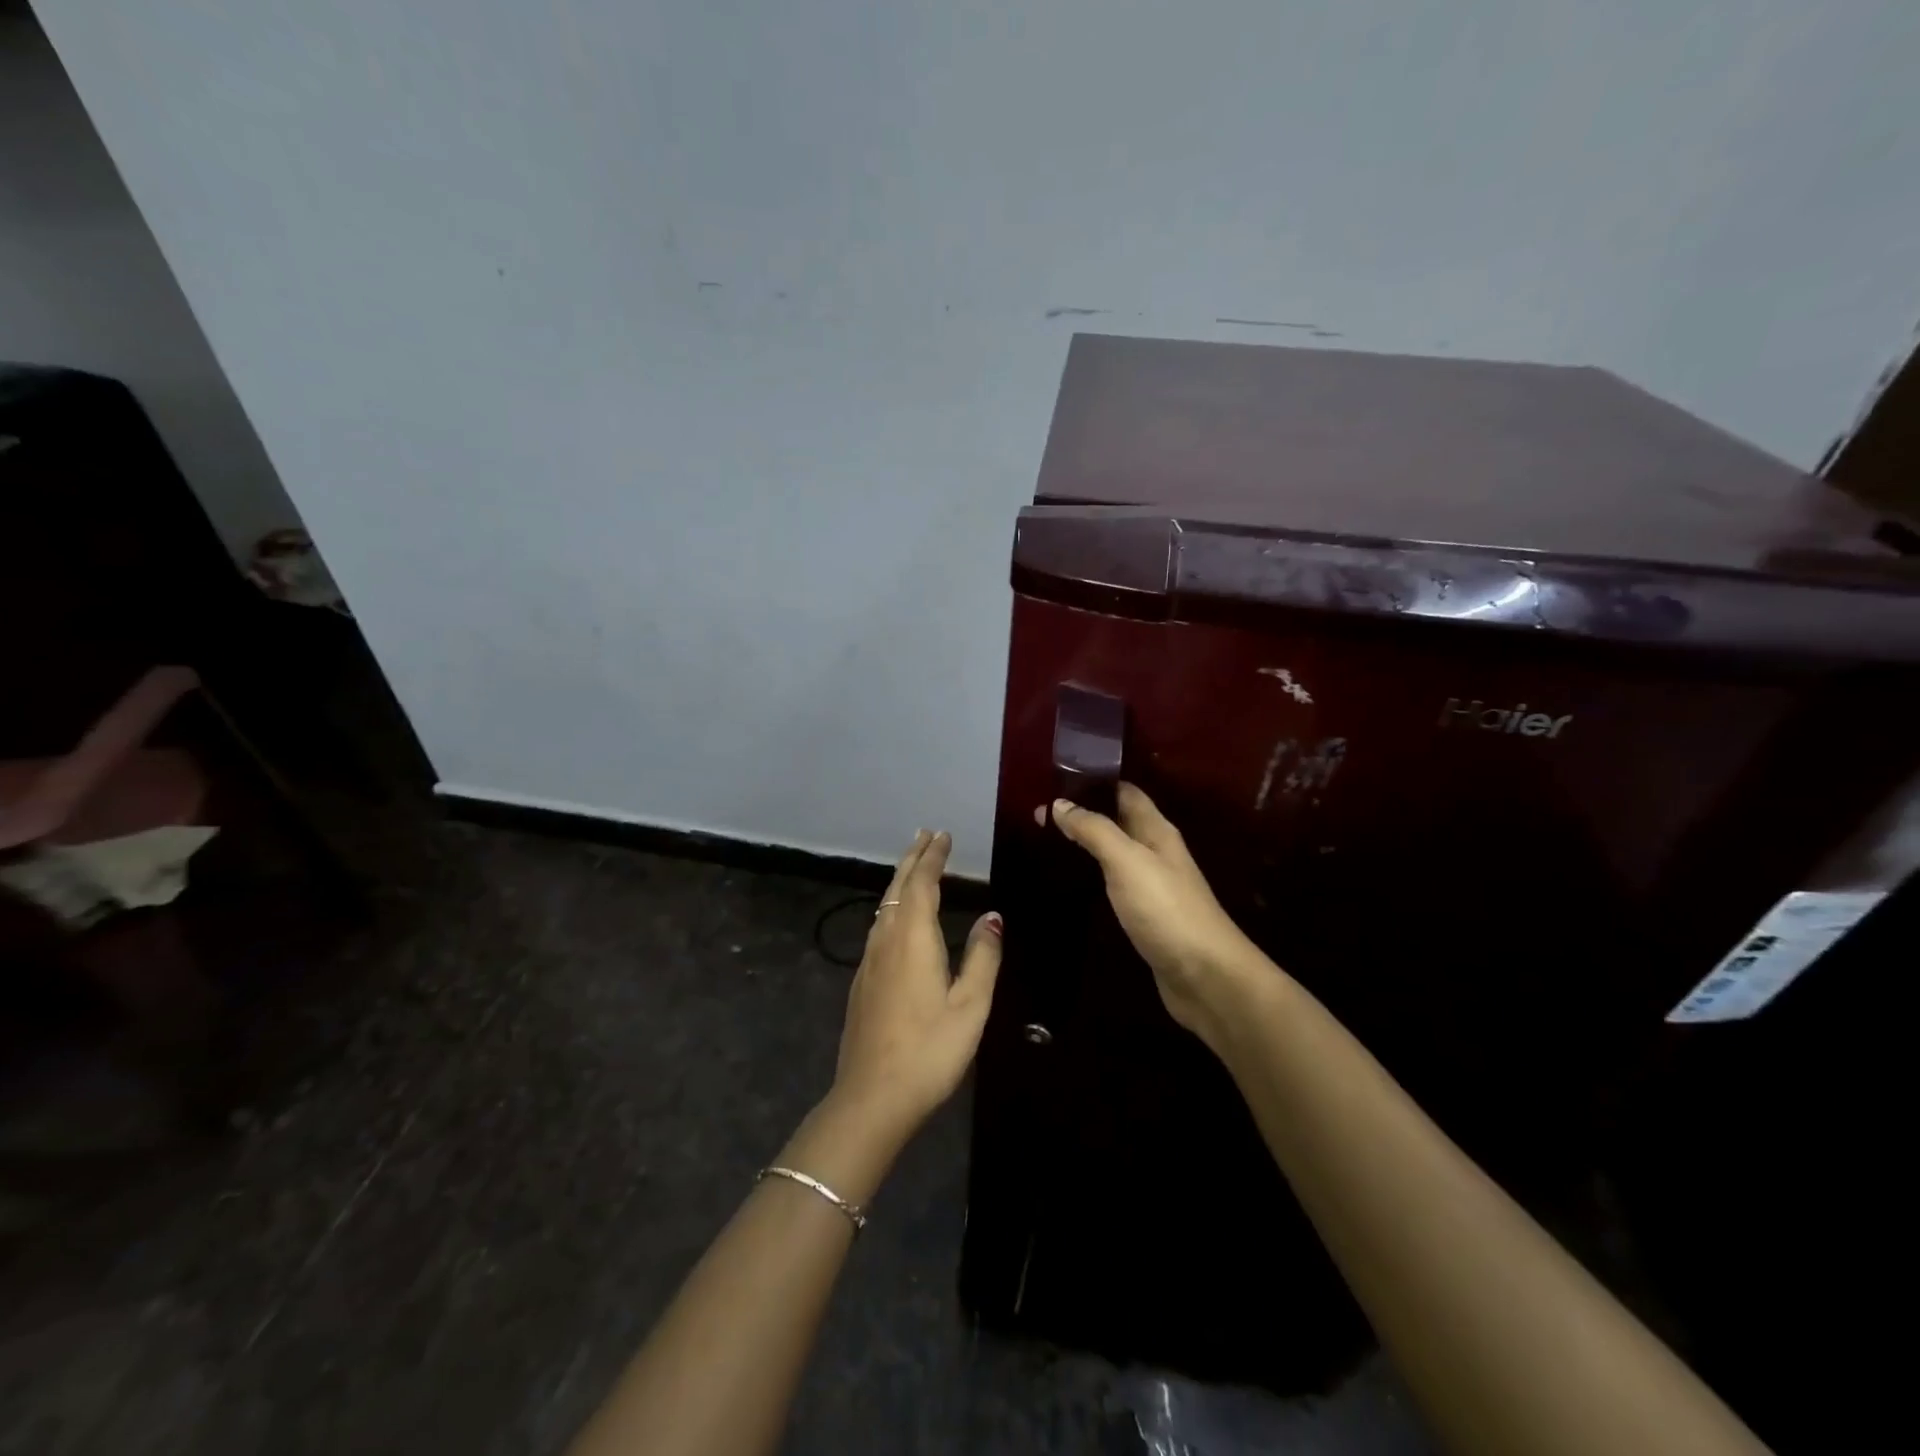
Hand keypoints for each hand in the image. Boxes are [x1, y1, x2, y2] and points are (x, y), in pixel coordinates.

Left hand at [830, 829, 1001, 1140]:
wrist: (871, 1097)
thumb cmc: (930, 1050)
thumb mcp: (971, 1006)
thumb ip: (983, 956)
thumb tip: (991, 916)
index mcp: (913, 938)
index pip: (921, 883)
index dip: (932, 857)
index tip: (942, 835)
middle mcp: (886, 940)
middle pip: (898, 887)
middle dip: (913, 858)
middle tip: (926, 835)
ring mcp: (869, 961)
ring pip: (885, 906)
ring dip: (901, 880)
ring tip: (914, 865)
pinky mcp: (862, 981)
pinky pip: (879, 925)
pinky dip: (893, 905)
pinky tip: (898, 916)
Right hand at [1051, 785, 1264, 1044]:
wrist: (1205, 976)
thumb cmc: (1166, 909)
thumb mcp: (1127, 861)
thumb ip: (1094, 830)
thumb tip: (1060, 803)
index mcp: (1156, 831)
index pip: (1124, 792)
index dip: (1093, 781)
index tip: (1054, 777)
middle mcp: (1155, 852)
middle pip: (1117, 821)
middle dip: (1082, 813)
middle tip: (1037, 813)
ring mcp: (1151, 885)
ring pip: (1114, 852)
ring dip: (1085, 844)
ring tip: (1044, 841)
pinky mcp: (1144, 915)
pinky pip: (1113, 883)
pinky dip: (1091, 875)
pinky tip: (1071, 881)